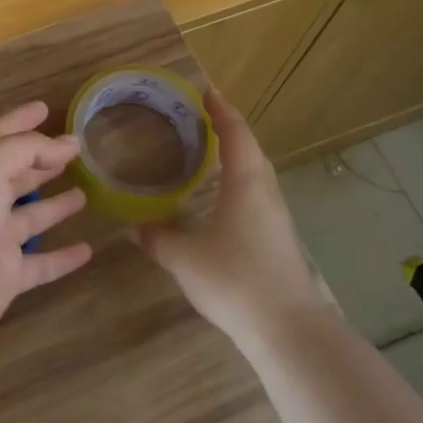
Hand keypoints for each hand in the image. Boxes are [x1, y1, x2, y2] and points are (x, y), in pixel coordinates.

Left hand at [0, 101, 93, 355]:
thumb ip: (26, 150)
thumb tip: (66, 144)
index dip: (19, 121)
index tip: (45, 108)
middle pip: (14, 176)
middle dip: (40, 161)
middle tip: (73, 151)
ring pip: (30, 218)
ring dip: (55, 205)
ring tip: (85, 192)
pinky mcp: (6, 278)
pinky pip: (41, 264)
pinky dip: (63, 257)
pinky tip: (88, 250)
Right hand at [135, 89, 328, 344]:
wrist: (287, 328)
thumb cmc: (234, 280)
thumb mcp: (184, 258)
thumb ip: (158, 239)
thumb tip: (135, 227)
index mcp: (246, 184)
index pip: (236, 135)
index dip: (221, 112)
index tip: (207, 94)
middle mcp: (266, 194)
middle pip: (252, 150)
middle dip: (230, 130)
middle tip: (203, 119)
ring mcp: (277, 218)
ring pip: (257, 175)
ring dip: (237, 157)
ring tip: (210, 154)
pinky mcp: (279, 240)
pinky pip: (258, 197)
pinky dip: (240, 183)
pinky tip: (222, 201)